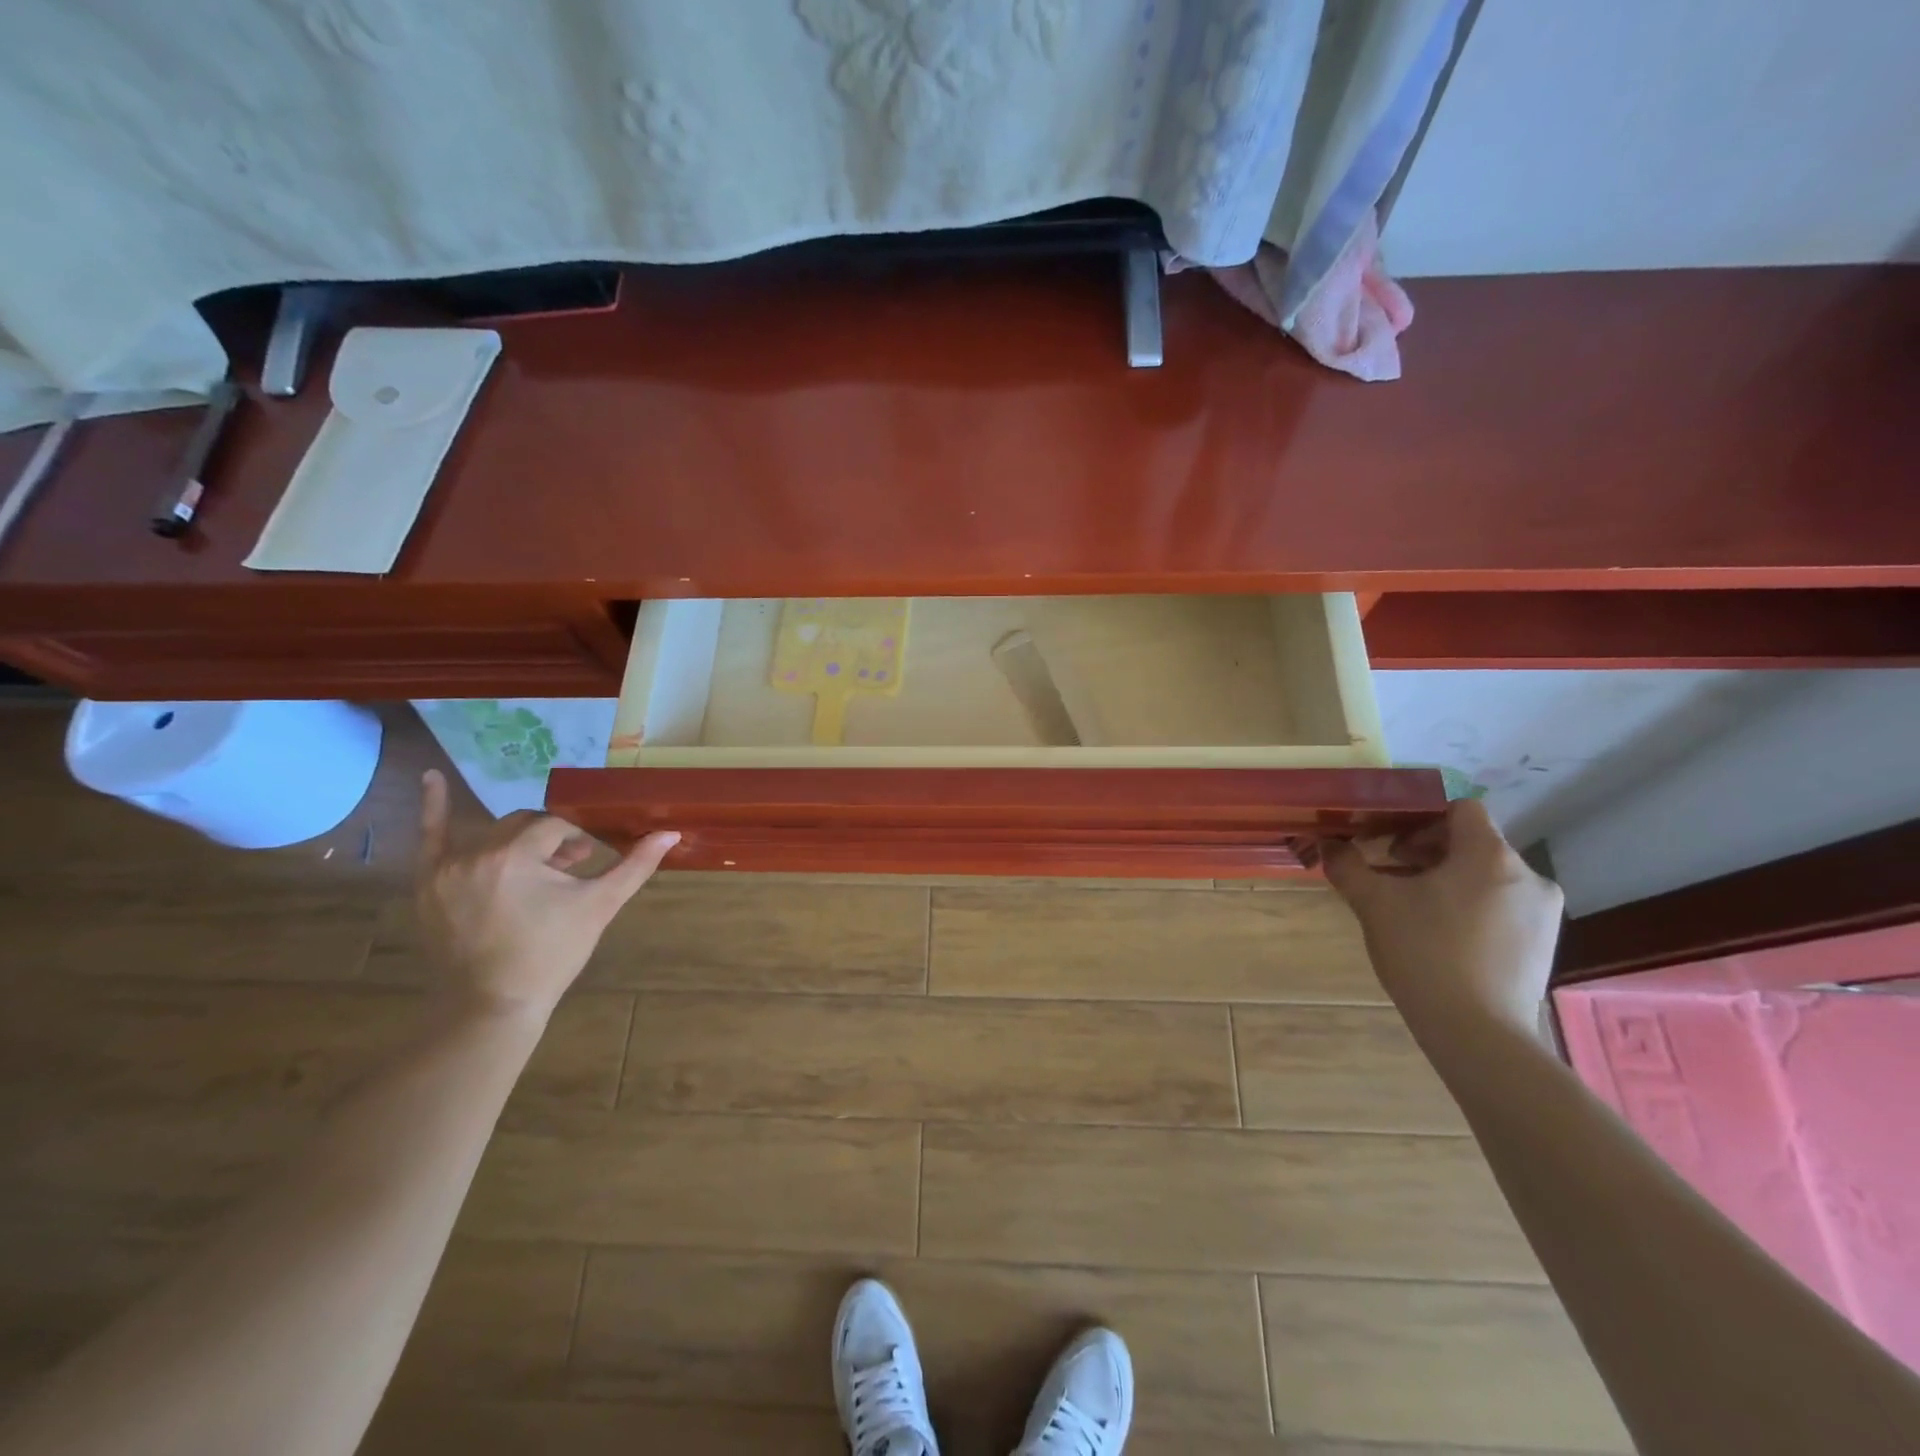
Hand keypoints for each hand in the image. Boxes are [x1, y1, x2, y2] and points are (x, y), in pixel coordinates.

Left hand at [414, 769, 678, 1019]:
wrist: (495, 1004)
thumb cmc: (553, 953)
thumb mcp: (599, 905)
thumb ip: (635, 865)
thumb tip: (671, 832)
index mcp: (516, 855)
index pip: (555, 828)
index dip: (576, 842)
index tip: (586, 864)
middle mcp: (476, 854)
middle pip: (523, 825)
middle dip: (549, 840)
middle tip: (568, 869)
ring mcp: (446, 869)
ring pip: (492, 833)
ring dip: (517, 839)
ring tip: (535, 865)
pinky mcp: (427, 884)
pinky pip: (428, 837)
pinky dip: (431, 807)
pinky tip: (431, 776)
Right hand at [1322, 800, 1563, 1040]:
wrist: (1477, 1033)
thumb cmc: (1424, 953)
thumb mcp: (1374, 904)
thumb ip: (1348, 865)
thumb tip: (1329, 844)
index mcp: (1490, 856)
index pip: (1461, 809)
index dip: (1422, 818)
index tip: (1390, 844)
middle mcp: (1528, 877)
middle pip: (1474, 843)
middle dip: (1428, 852)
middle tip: (1392, 875)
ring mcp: (1543, 913)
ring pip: (1488, 877)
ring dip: (1448, 880)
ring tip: (1414, 909)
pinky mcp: (1544, 945)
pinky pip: (1503, 906)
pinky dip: (1471, 907)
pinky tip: (1442, 937)